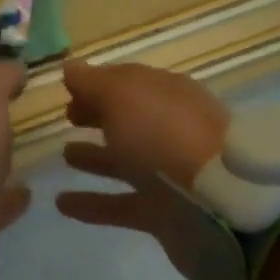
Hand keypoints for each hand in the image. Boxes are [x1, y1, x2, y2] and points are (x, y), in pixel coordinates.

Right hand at [58, 60, 228, 188]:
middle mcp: (169, 129)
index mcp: (166, 94)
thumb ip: (93, 83)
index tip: (67, 90)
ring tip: (63, 156)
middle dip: (99, 115)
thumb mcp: (123, 97)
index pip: (128, 82)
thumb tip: (70, 67)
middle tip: (68, 117)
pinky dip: (92, 204)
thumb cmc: (165, 135)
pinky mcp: (163, 212)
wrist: (218, 203)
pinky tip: (61, 203)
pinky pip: (120, 205)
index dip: (98, 83)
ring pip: (125, 161)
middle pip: (128, 119)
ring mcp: (168, 173)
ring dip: (95, 157)